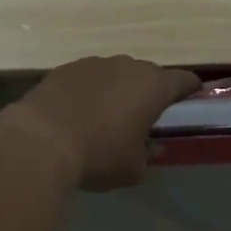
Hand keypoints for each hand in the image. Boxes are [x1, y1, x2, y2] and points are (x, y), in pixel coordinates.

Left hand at [5, 56, 200, 191]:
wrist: (40, 141)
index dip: (190, 91)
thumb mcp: (133, 168)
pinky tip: (78, 113)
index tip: (191, 102)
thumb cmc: (98, 155)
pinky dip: (89, 91)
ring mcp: (95, 63)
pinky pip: (88, 78)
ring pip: (116, 74)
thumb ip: (148, 154)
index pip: (184, 80)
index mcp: (152, 86)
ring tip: (106, 117)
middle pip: (148, 74)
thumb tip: (151, 147)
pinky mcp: (66, 68)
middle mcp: (127, 65)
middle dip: (149, 93)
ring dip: (117, 90)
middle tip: (144, 117)